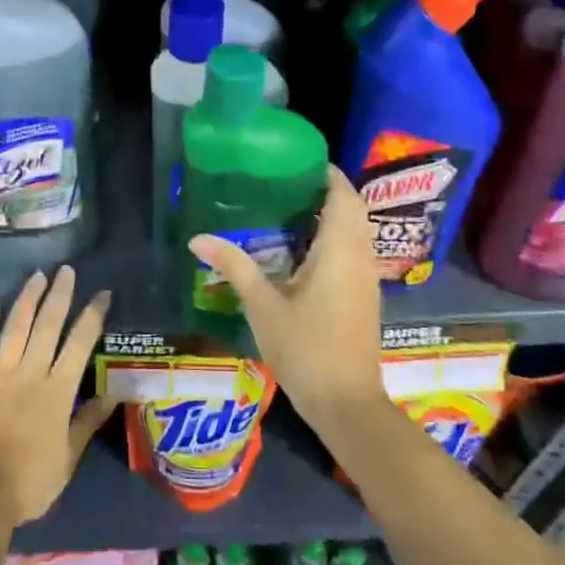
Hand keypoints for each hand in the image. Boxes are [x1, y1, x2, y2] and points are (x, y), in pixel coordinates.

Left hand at [0, 266, 115, 528]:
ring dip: (27, 300)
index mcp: (57, 391)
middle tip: (66, 270)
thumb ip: (88, 422)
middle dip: (59, 295)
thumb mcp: (68, 458)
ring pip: (15, 328)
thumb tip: (115, 394)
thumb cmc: (28, 482)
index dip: (92, 316)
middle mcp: (29, 373)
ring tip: (36, 276)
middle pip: (47, 326)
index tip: (102, 294)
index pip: (80, 344)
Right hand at [188, 166, 386, 437]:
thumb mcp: (263, 305)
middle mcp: (360, 257)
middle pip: (353, 210)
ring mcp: (366, 279)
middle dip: (326, 192)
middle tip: (287, 184)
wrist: (346, 403)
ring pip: (356, 232)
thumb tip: (197, 239)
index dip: (327, 173)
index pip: (343, 195)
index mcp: (340, 250)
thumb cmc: (305, 348)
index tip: (298, 161)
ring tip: (291, 210)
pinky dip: (335, 240)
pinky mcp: (364, 298)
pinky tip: (303, 252)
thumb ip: (234, 266)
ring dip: (332, 217)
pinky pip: (354, 252)